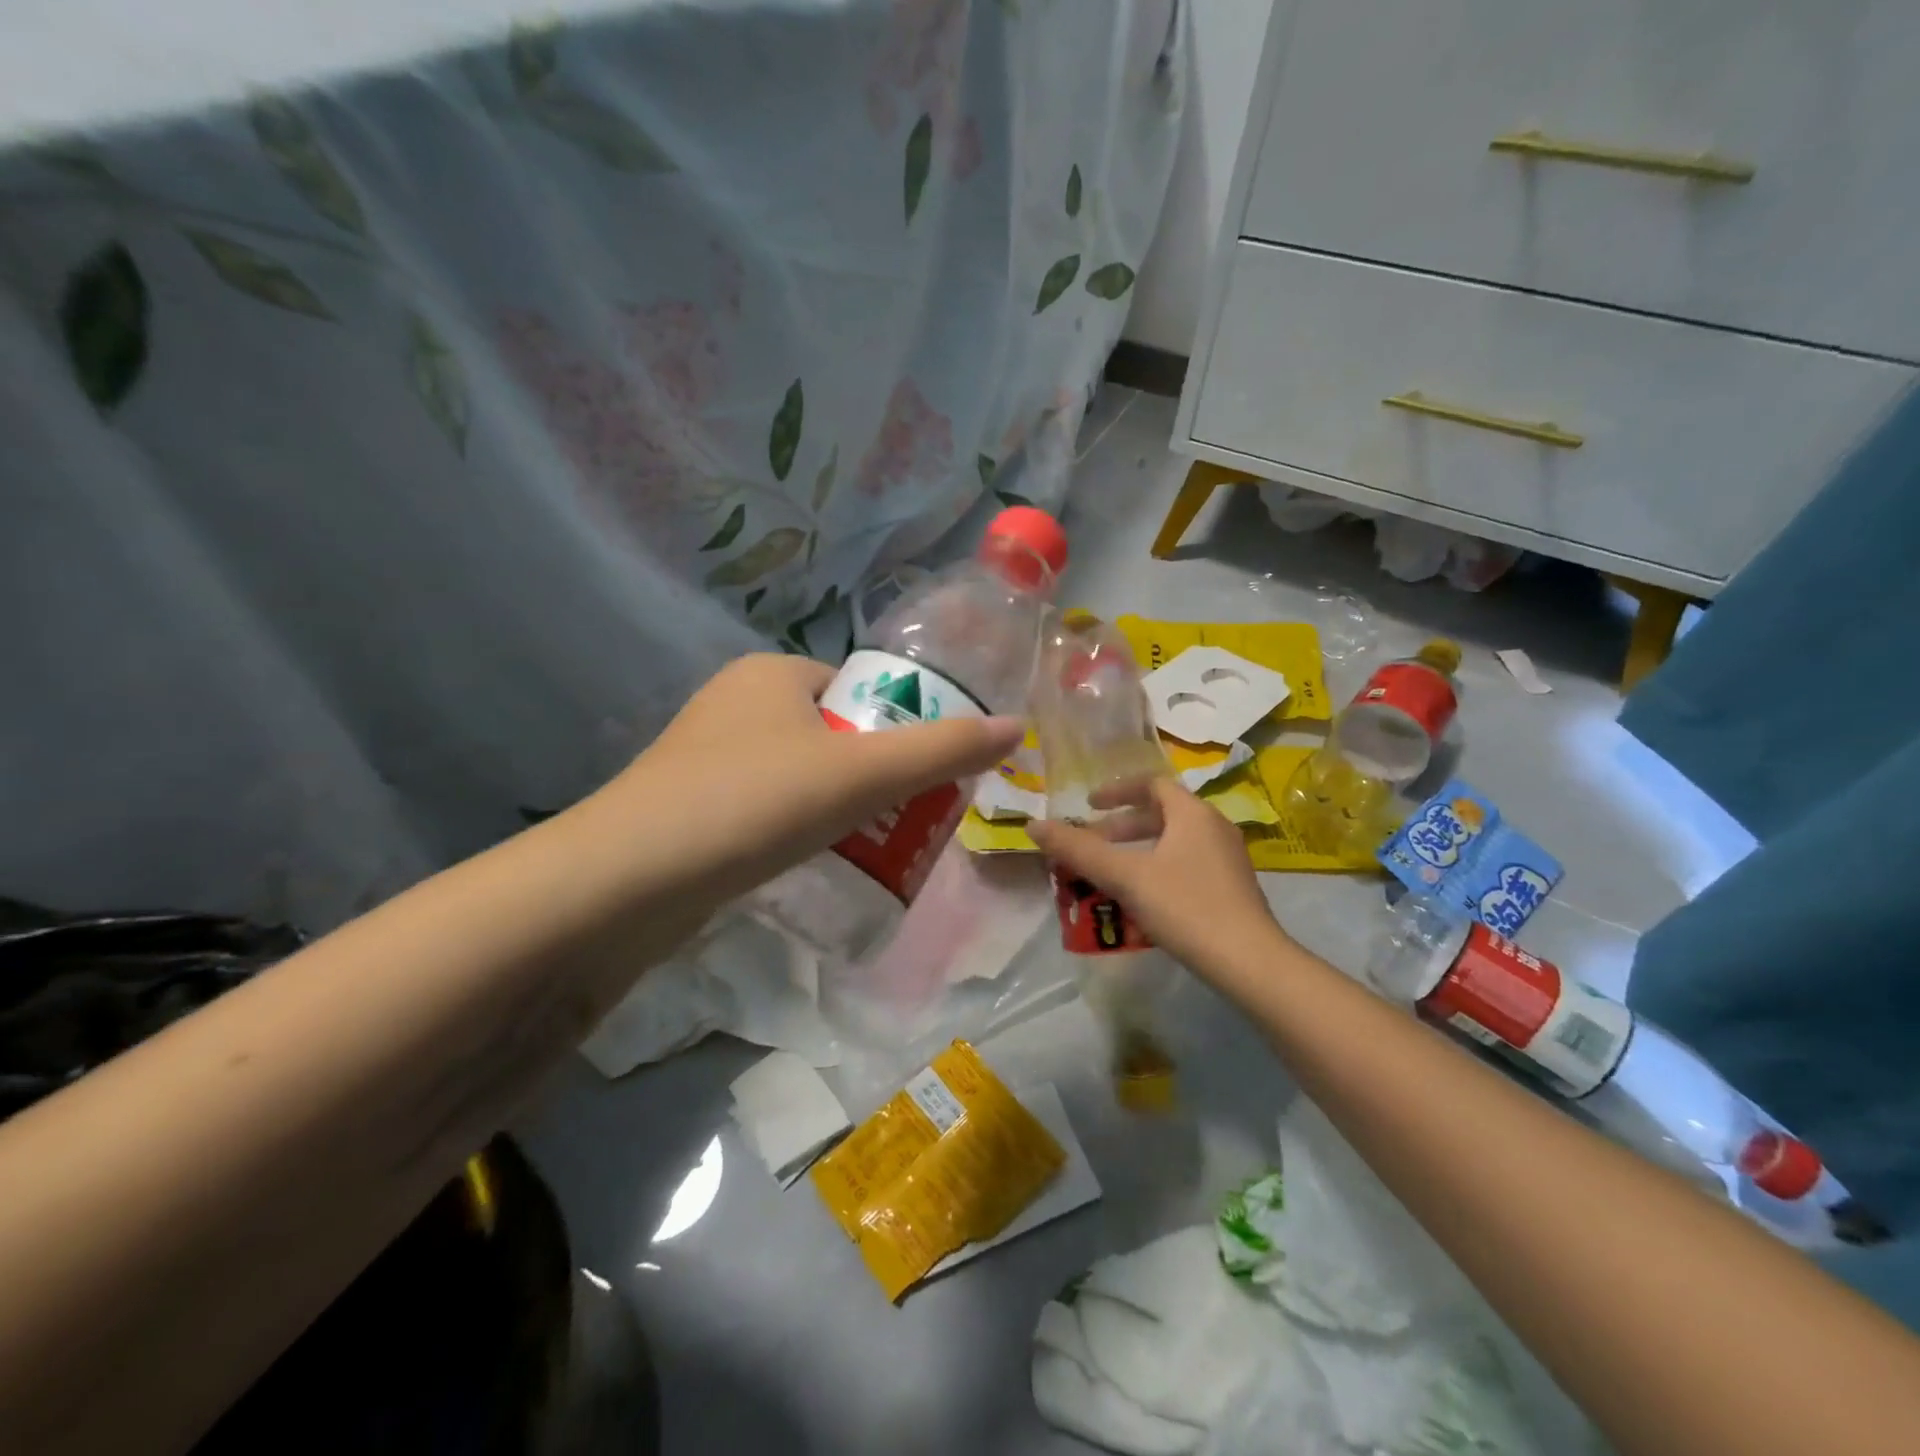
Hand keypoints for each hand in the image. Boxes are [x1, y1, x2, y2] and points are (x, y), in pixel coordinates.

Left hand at [585, 652, 1023, 906]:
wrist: (626, 883)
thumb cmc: (753, 803)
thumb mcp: (861, 774)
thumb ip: (942, 751)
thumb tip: (1017, 728)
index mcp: (771, 673)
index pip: (856, 688)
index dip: (897, 725)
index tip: (922, 774)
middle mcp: (734, 703)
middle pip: (830, 733)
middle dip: (869, 772)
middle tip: (903, 817)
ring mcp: (704, 757)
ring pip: (796, 774)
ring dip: (834, 805)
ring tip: (868, 845)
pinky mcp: (687, 808)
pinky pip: (764, 808)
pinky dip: (793, 828)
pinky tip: (809, 863)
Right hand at [1028, 778, 1288, 980]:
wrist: (1250, 962)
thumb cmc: (1185, 906)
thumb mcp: (1125, 876)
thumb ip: (1078, 850)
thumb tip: (1033, 826)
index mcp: (1193, 813)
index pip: (1151, 784)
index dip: (1116, 790)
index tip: (1088, 805)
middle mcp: (1214, 827)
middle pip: (1161, 814)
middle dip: (1121, 827)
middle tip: (1092, 844)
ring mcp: (1227, 859)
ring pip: (1173, 842)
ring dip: (1137, 851)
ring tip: (1109, 875)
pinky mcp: (1232, 888)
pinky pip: (1186, 864)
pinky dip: (1157, 870)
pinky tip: (1141, 901)